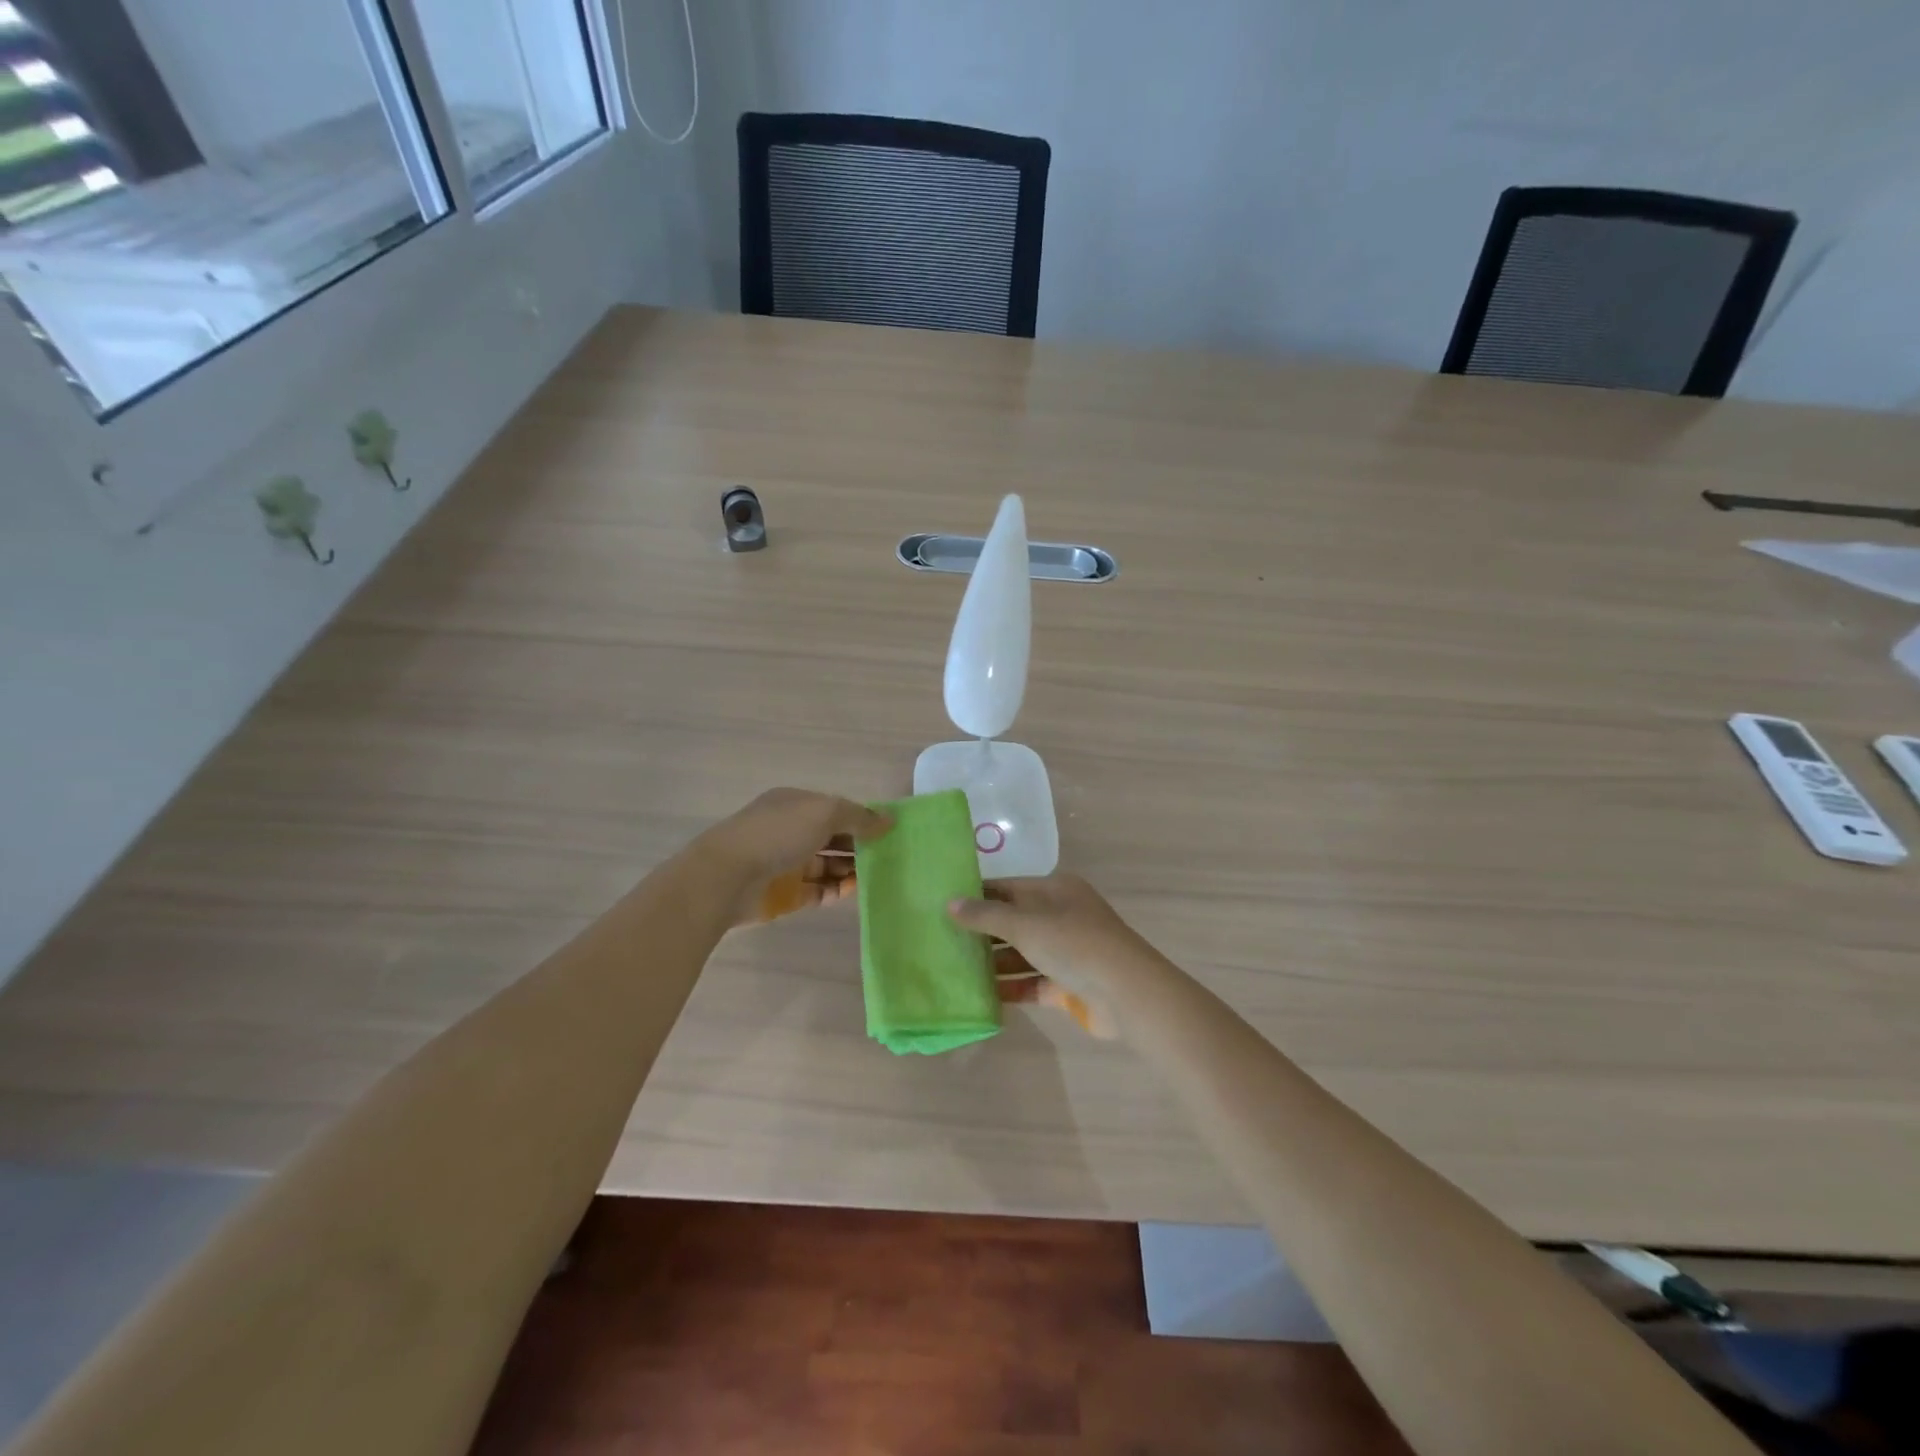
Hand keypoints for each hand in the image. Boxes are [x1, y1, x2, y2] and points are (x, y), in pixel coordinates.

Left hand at [696, 788, 891, 923]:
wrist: (727, 877)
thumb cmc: (777, 834)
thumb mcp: (824, 813)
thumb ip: (859, 817)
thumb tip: (889, 820)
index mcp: (795, 804)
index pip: (835, 809)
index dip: (861, 818)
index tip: (888, 831)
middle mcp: (790, 831)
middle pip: (832, 838)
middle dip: (859, 845)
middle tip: (889, 856)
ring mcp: (786, 863)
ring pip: (827, 865)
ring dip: (850, 869)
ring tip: (877, 875)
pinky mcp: (784, 894)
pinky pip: (817, 890)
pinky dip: (836, 890)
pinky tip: (854, 890)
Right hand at [948, 874, 1156, 1032]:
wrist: (1126, 992)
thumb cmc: (1074, 943)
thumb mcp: (1025, 923)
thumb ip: (986, 915)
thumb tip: (950, 903)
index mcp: (1055, 890)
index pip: (1008, 887)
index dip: (977, 895)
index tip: (943, 905)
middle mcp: (1061, 917)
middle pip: (1013, 922)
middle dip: (982, 932)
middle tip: (942, 941)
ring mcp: (1066, 953)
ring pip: (1021, 955)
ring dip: (993, 963)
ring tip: (954, 970)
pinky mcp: (1067, 985)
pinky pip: (1031, 984)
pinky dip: (1010, 988)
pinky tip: (981, 996)